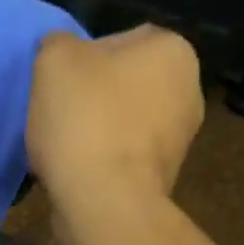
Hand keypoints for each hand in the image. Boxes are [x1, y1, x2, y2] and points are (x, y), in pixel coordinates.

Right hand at [25, 26, 203, 216]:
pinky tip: (77, 177)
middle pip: (122, 86)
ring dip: (93, 136)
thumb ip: (58, 44)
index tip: (58, 87)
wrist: (105, 203)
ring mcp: (179, 142)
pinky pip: (122, 162)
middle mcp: (189, 91)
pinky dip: (100, 166)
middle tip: (58, 118)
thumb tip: (62, 54)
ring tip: (62, 152)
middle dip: (91, 100)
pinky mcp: (162, 182)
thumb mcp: (54, 59)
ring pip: (121, 127)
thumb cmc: (86, 120)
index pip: (119, 40)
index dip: (81, 61)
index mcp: (173, 49)